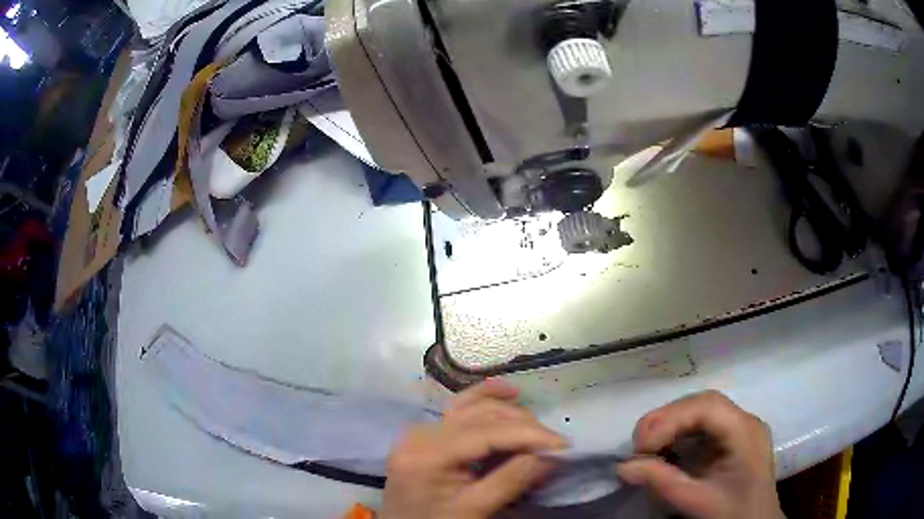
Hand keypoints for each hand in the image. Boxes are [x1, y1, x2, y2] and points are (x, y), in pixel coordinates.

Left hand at [380, 380, 565, 518]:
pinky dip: (485, 400)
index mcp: (427, 453)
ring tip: (538, 430)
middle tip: (554, 446)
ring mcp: (421, 430)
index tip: (564, 444)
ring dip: (510, 415)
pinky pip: (459, 410)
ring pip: (473, 408)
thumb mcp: (473, 510)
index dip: (529, 435)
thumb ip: (511, 480)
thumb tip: (550, 455)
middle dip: (523, 427)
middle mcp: (421, 432)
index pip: (487, 433)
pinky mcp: (426, 434)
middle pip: (481, 416)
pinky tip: (509, 393)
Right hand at [617, 390, 784, 518]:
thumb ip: (661, 482)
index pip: (707, 407)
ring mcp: (738, 426)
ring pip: (698, 410)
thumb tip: (622, 467)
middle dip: (665, 421)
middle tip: (638, 449)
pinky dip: (677, 435)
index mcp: (744, 431)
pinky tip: (665, 452)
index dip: (670, 420)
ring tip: (647, 450)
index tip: (642, 449)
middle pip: (701, 403)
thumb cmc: (732, 513)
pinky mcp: (730, 437)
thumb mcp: (696, 501)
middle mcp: (743, 420)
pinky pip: (700, 425)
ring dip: (669, 426)